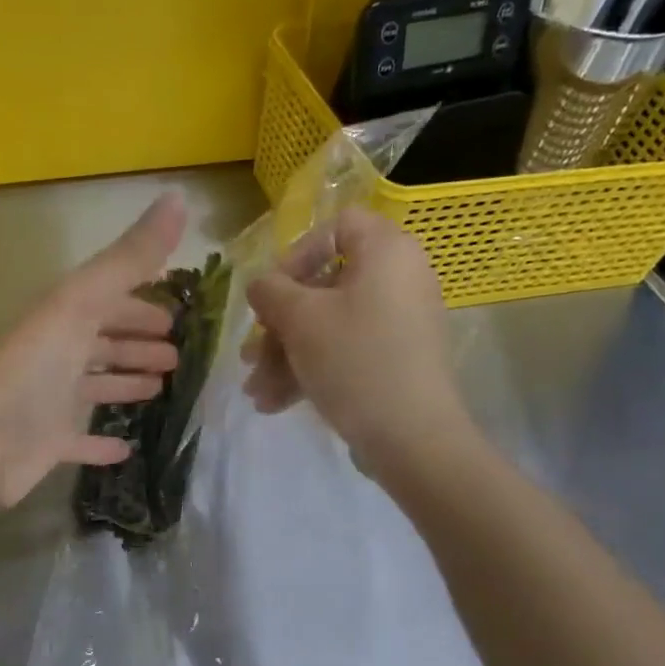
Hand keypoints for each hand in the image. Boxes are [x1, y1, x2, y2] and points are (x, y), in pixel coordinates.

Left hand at [0, 194, 186, 509]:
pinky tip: (126, 448)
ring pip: (94, 386)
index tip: (175, 313)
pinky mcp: (47, 443)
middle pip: (102, 342)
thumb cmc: (33, 366)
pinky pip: (80, 439)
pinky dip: (101, 443)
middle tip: (175, 354)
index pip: (108, 301)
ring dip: (124, 383)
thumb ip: (129, 258)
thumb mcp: (82, 302)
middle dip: (136, 342)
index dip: (140, 303)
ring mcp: (49, 401)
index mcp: (62, 317)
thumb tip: (177, 197)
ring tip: (159, 388)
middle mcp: (55, 355)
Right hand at [243, 208, 472, 468]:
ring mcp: (399, 322)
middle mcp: (398, 279)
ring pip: (328, 325)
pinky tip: (275, 403)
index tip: (272, 295)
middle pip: (324, 286)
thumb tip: (261, 284)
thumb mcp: (300, 319)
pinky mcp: (396, 359)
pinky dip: (311, 370)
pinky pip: (346, 350)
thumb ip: (270, 291)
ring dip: (285, 355)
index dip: (297, 255)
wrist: (412, 438)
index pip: (336, 227)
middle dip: (279, 325)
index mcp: (386, 252)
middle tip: (251, 356)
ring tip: (256, 391)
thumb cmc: (355, 360)